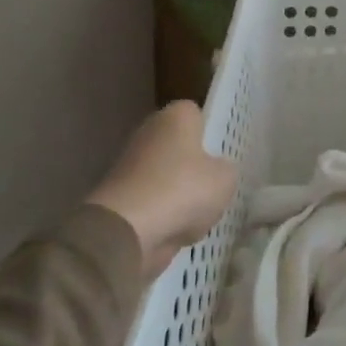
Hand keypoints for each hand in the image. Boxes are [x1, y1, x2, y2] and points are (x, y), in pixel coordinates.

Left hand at [87, 101, 237, 278]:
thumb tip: (217, 171)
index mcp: (175, 116)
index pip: (197, 114)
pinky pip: (153, 203)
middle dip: (195, 166)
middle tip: (215, 186)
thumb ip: (226, 169)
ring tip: (200, 216)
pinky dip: (164, 216)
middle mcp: (149, 133)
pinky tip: (178, 231)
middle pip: (180, 147)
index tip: (223, 153)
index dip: (211, 132)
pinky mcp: (120, 197)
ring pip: (167, 177)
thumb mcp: (225, 178)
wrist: (127, 231)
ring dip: (180, 195)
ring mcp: (130, 165)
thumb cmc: (182, 190)